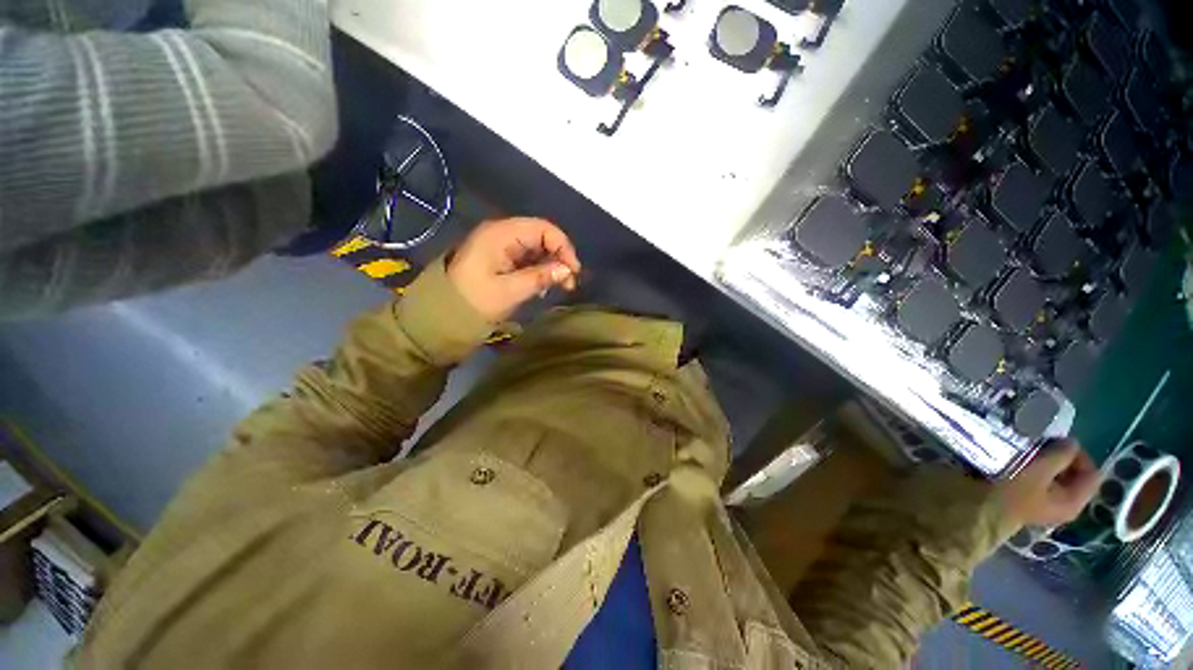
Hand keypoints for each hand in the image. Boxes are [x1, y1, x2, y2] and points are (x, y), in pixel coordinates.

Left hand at [446, 218, 581, 321]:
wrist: (440, 314)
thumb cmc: (474, 300)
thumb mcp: (509, 291)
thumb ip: (540, 277)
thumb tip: (568, 270)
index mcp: (501, 234)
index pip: (543, 229)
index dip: (563, 247)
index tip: (573, 271)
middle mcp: (502, 233)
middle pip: (541, 236)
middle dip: (559, 257)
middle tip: (569, 283)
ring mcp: (500, 245)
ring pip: (536, 248)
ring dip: (550, 265)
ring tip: (559, 286)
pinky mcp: (499, 258)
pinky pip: (526, 258)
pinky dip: (538, 270)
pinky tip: (543, 285)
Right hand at [997, 439, 1099, 527]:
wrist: (980, 509)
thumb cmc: (1013, 491)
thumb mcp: (1038, 470)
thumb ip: (1060, 455)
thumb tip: (1072, 443)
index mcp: (1074, 502)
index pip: (1092, 475)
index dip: (1079, 455)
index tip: (1057, 442)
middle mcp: (1066, 506)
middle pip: (1074, 476)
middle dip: (1061, 459)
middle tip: (1042, 445)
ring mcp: (1047, 505)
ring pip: (1056, 478)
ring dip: (1046, 463)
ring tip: (1028, 451)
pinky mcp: (1031, 501)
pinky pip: (1041, 482)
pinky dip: (1035, 470)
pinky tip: (1020, 463)